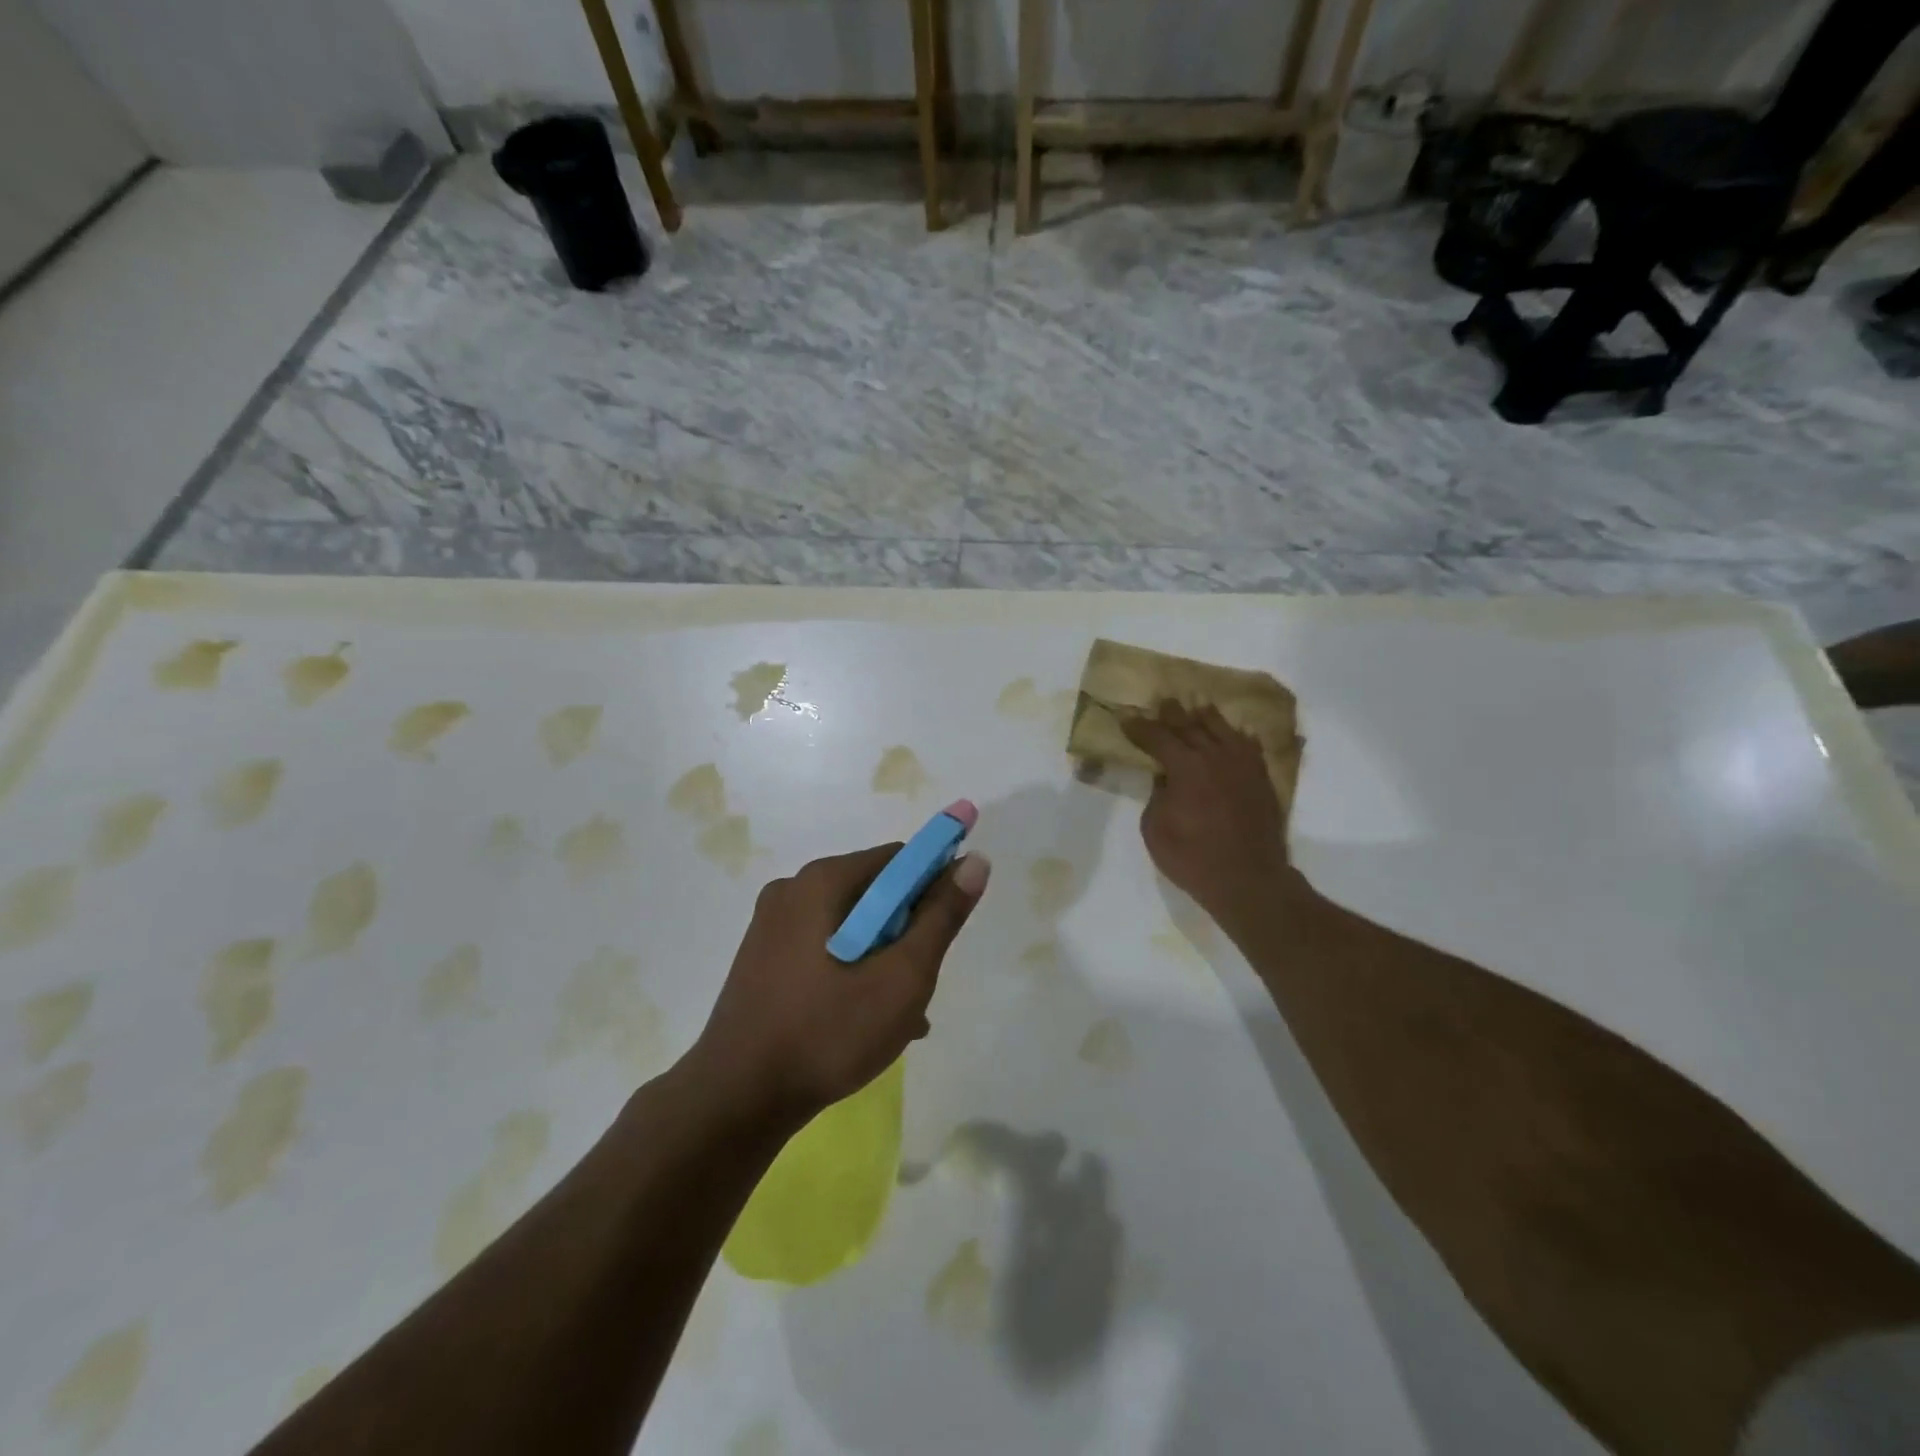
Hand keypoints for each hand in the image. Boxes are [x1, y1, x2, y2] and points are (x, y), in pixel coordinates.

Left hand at [686, 843, 990, 1131]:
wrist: (735, 1101)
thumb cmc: (827, 1033)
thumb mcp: (901, 978)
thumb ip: (941, 917)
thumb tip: (974, 861)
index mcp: (822, 881)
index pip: (898, 860)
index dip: (933, 887)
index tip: (946, 932)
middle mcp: (792, 890)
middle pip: (873, 893)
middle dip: (907, 932)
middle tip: (920, 983)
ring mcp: (771, 926)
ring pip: (850, 927)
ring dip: (883, 959)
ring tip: (902, 1014)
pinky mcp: (762, 959)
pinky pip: (824, 949)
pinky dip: (852, 972)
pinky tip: (868, 1020)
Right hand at [1122, 701, 1291, 925]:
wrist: (1249, 879)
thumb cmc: (1192, 858)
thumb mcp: (1155, 829)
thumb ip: (1157, 796)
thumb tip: (1166, 778)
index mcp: (1185, 767)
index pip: (1157, 738)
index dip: (1139, 727)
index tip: (1125, 717)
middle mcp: (1215, 757)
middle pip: (1190, 726)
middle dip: (1172, 714)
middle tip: (1162, 701)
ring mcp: (1242, 766)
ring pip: (1222, 730)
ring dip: (1205, 717)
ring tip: (1196, 707)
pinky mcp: (1262, 779)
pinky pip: (1249, 747)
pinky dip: (1238, 737)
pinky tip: (1236, 733)